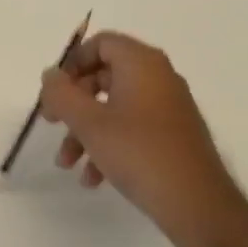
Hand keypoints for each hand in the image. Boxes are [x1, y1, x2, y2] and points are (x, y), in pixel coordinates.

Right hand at [38, 32, 244, 246]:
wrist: (197, 203)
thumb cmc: (138, 153)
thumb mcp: (89, 123)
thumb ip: (62, 94)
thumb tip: (51, 75)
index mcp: (142, 64)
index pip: (101, 43)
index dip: (72, 63)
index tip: (54, 91)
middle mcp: (158, 78)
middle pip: (104, 76)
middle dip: (73, 103)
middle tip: (52, 124)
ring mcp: (168, 107)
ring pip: (114, 107)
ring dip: (85, 131)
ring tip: (67, 164)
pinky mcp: (173, 135)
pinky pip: (132, 128)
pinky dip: (109, 145)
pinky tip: (94, 179)